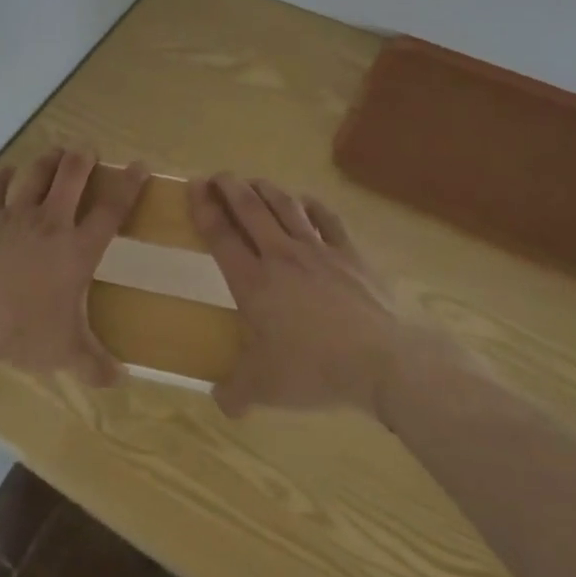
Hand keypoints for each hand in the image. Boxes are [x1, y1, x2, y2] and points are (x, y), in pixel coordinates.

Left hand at [0, 147, 147, 386]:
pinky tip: (6, 173)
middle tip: (88, 150)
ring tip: (55, 152)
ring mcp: (15, 215)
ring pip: (36, 174)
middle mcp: (51, 222)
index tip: (139, 166)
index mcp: (77, 249)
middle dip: (84, 159)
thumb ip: (95, 365)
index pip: (111, 210)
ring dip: (48, 160)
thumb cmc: (24, 330)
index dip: (129, 185)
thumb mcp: (65, 352)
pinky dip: (2, 177)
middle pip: (72, 176)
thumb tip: (120, 383)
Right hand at [189, 173, 410, 417]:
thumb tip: (218, 400)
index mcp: (253, 282)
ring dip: (266, 189)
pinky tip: (305, 201)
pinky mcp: (349, 254)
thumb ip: (236, 393)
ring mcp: (318, 251)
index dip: (203, 208)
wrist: (382, 361)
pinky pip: (327, 219)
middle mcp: (281, 256)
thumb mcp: (266, 389)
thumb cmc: (315, 370)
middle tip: (217, 176)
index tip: (193, 186)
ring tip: (253, 181)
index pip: (220, 235)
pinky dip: (312, 205)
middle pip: (250, 209)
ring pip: (285, 206)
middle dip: (230, 187)